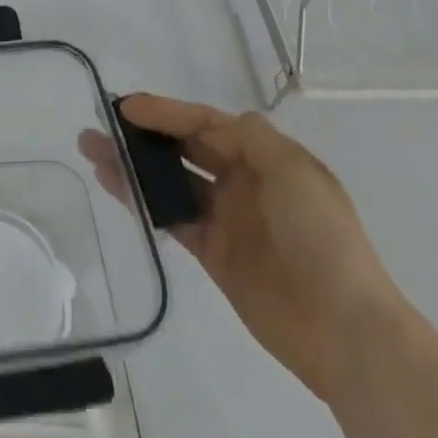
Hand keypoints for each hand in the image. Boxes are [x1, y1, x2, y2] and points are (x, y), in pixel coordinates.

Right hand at [83, 95, 402, 402]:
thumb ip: (251, 138)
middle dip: (144, 134)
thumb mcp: (294, 172)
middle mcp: (243, 181)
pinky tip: (115, 187)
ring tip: (92, 151)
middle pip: (184, 147)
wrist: (345, 330)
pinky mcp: (214, 254)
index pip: (206, 123)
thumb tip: (223, 121)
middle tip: (101, 125)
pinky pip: (171, 217)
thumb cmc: (320, 237)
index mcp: (266, 157)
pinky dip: (143, 200)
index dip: (167, 112)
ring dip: (134, 165)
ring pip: (170, 180)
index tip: (126, 107)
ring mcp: (227, 218)